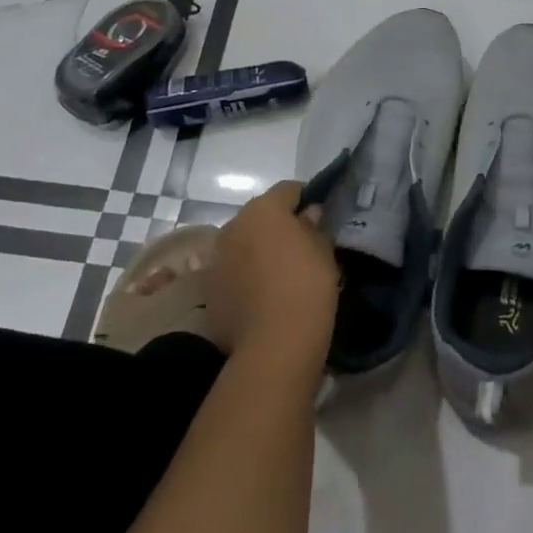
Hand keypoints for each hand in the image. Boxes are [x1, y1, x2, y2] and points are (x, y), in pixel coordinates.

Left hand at [209, 180, 339, 363]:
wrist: (274, 343)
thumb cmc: (307, 285)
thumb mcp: (323, 250)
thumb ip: (314, 226)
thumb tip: (308, 214)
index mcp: (263, 209)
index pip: (288, 189)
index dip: (307, 198)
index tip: (320, 215)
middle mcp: (233, 226)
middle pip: (260, 216)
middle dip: (278, 226)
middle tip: (302, 246)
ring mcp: (216, 259)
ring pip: (243, 245)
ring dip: (258, 251)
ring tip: (281, 274)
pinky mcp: (209, 291)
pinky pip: (232, 273)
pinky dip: (246, 278)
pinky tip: (264, 297)